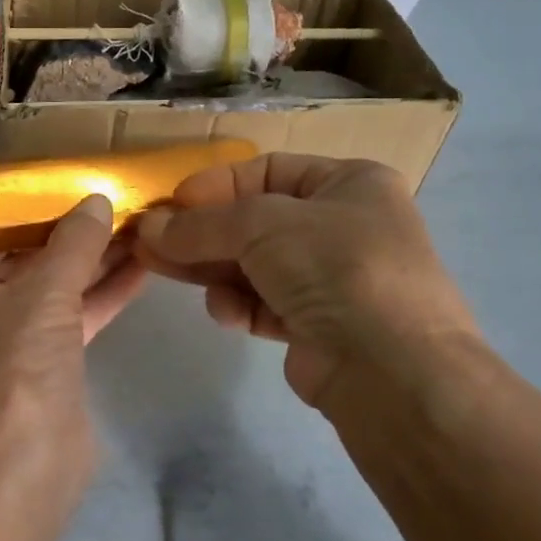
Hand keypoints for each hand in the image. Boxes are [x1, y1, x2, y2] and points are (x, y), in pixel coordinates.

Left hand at [0, 195, 143, 492]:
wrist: (23, 468)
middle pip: (24, 251)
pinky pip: (73, 312)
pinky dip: (102, 291)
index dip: (26, 199)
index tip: (67, 175)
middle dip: (69, 227)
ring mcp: (10, 332)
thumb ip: (73, 244)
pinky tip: (142, 264)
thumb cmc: (15, 368)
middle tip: (112, 193)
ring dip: (92, 257)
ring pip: (54, 282)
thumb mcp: (44, 294)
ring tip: (137, 220)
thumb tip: (97, 201)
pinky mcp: (45, 358)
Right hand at [134, 155, 480, 412]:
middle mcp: (345, 226)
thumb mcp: (261, 226)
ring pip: (255, 264)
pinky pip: (265, 303)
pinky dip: (240, 304)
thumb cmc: (334, 267)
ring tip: (161, 270)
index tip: (172, 203)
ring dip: (212, 268)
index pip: (268, 170)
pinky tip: (226, 313)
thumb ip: (200, 224)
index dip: (216, 184)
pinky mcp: (318, 326)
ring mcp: (333, 279)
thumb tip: (147, 228)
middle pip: (256, 220)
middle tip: (150, 240)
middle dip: (202, 231)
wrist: (392, 370)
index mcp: (350, 184)